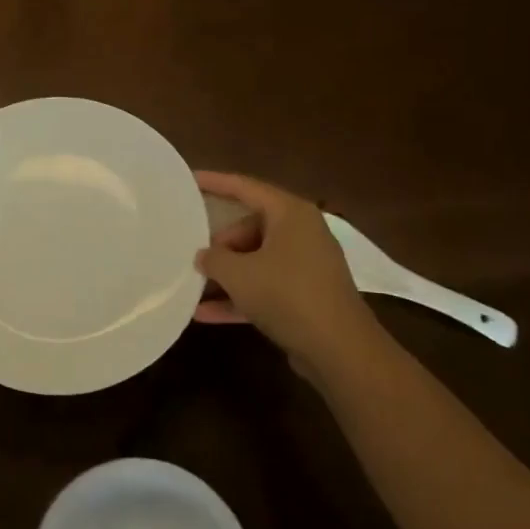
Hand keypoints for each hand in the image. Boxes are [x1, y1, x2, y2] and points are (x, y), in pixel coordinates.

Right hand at [193, 171, 385, 373]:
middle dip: (220, 244)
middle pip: (250, 227)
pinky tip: (205, 314)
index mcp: (290, 213)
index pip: (246, 187)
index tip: (189, 179)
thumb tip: (204, 256)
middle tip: (194, 257)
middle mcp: (301, 233)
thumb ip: (213, 259)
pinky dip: (239, 297)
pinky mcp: (305, 296)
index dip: (215, 182)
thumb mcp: (238, 274)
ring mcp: (305, 266)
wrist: (339, 349)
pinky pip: (265, 287)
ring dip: (227, 274)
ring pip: (256, 260)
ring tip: (193, 284)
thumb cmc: (287, 295)